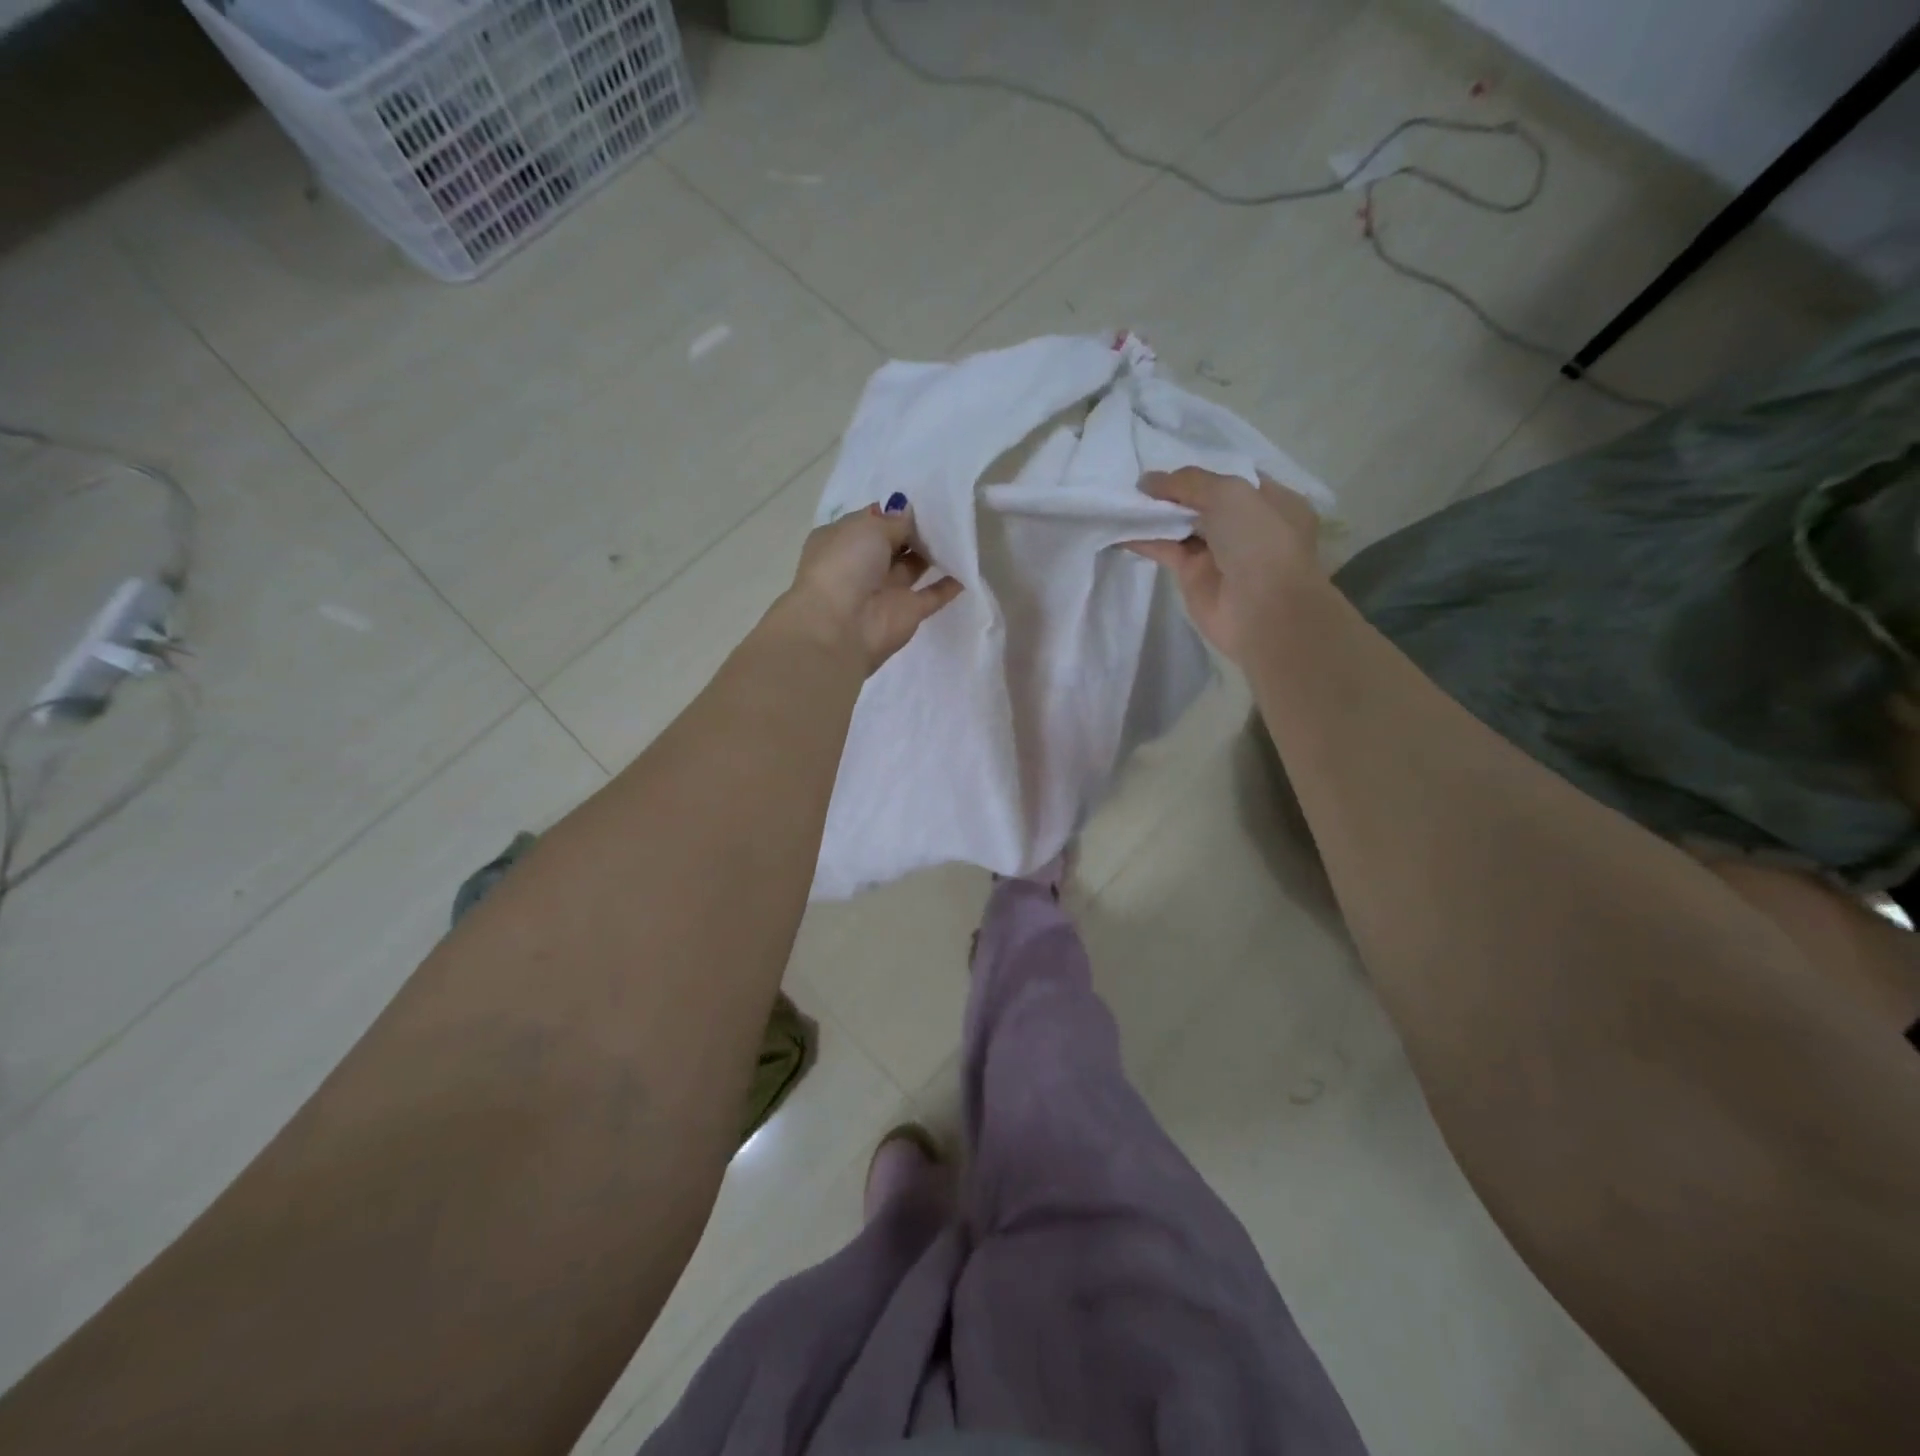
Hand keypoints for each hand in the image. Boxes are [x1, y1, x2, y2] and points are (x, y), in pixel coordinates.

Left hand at [778, 496, 963, 674]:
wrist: (840, 627)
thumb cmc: (845, 565)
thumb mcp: (867, 528)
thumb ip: (893, 521)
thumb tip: (907, 513)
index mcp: (842, 540)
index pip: (871, 521)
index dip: (894, 511)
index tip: (922, 501)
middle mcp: (862, 565)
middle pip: (894, 543)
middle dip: (917, 530)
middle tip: (947, 513)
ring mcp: (885, 590)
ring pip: (913, 567)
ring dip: (933, 553)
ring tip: (960, 534)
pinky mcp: (907, 613)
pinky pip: (932, 595)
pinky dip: (949, 585)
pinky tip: (968, 570)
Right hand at [1125, 467, 1323, 662]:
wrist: (1263, 612)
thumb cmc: (1260, 542)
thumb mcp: (1230, 494)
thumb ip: (1188, 482)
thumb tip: (1147, 481)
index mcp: (1271, 501)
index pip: (1231, 477)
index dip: (1200, 470)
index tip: (1166, 464)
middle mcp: (1246, 525)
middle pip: (1203, 501)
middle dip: (1173, 491)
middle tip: (1138, 483)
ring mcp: (1219, 552)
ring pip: (1182, 525)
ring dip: (1155, 513)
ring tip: (1123, 499)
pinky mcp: (1194, 575)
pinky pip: (1166, 549)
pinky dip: (1144, 539)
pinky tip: (1119, 529)